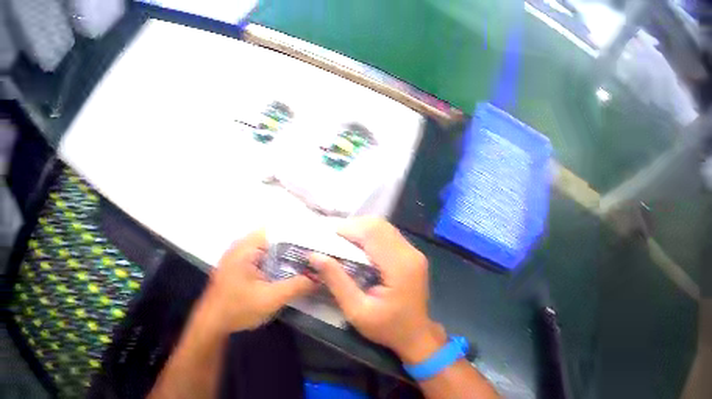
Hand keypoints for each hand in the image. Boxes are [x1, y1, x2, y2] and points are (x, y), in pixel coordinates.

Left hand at [200, 230, 315, 332]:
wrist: (213, 322)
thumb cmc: (238, 308)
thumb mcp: (270, 299)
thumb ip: (296, 286)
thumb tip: (320, 276)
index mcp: (247, 246)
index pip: (279, 230)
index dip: (301, 235)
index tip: (319, 245)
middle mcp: (242, 245)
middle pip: (275, 239)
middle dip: (297, 248)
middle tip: (319, 257)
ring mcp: (240, 256)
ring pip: (270, 250)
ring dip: (287, 257)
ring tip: (311, 264)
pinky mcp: (240, 267)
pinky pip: (263, 259)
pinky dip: (277, 264)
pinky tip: (291, 274)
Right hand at [310, 218, 446, 363]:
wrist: (416, 337)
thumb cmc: (386, 328)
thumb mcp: (356, 310)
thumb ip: (337, 281)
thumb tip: (315, 255)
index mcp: (399, 266)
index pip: (371, 232)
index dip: (345, 229)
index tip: (323, 237)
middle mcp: (410, 253)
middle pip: (378, 225)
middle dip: (351, 227)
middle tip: (329, 240)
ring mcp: (414, 253)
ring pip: (384, 227)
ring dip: (360, 231)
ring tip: (339, 243)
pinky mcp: (412, 256)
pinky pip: (388, 236)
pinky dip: (369, 237)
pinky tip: (356, 249)